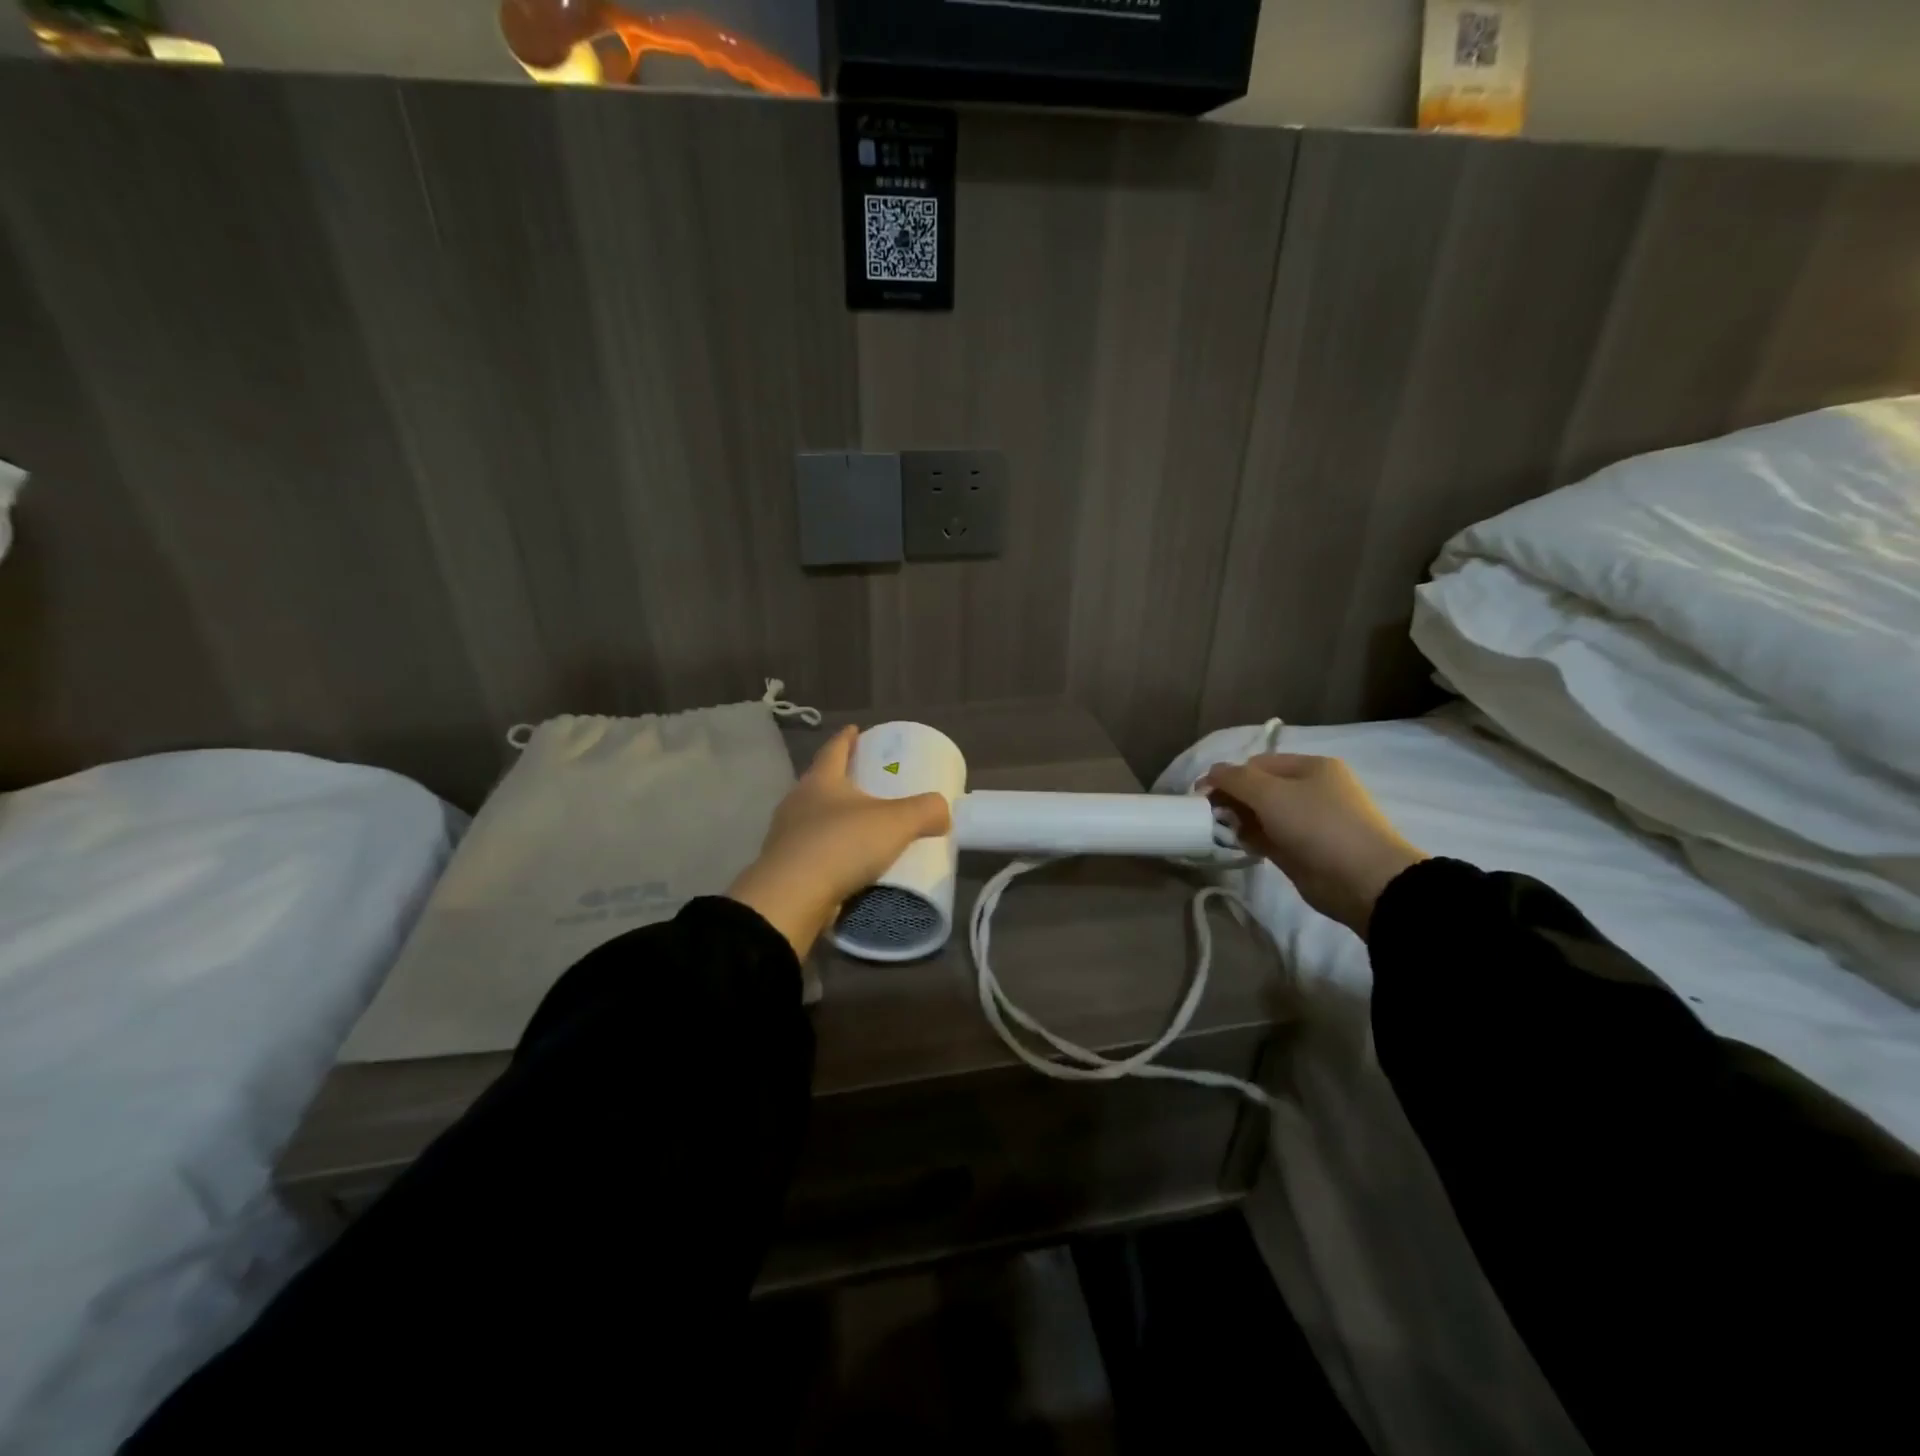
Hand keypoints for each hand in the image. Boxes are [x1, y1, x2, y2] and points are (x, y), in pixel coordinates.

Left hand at [728, 725, 951, 958]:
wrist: (791, 898)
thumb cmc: (842, 844)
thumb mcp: (896, 822)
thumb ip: (925, 811)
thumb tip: (943, 811)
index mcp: (820, 781)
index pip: (834, 749)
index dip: (846, 738)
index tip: (855, 729)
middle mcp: (797, 802)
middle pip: (820, 782)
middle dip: (841, 778)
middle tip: (864, 779)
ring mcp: (785, 836)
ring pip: (813, 818)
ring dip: (833, 818)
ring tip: (858, 823)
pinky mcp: (784, 868)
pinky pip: (811, 851)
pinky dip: (829, 851)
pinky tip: (845, 862)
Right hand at [1198, 753, 1427, 937]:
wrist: (1363, 880)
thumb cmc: (1317, 825)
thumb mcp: (1271, 793)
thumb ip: (1235, 779)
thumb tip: (1210, 773)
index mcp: (1310, 767)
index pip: (1257, 763)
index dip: (1228, 775)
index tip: (1202, 794)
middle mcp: (1311, 790)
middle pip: (1259, 788)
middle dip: (1232, 798)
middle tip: (1210, 815)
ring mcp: (1308, 822)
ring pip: (1261, 814)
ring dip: (1238, 820)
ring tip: (1222, 831)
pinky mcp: (1302, 850)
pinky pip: (1268, 837)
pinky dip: (1250, 838)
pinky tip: (1236, 844)